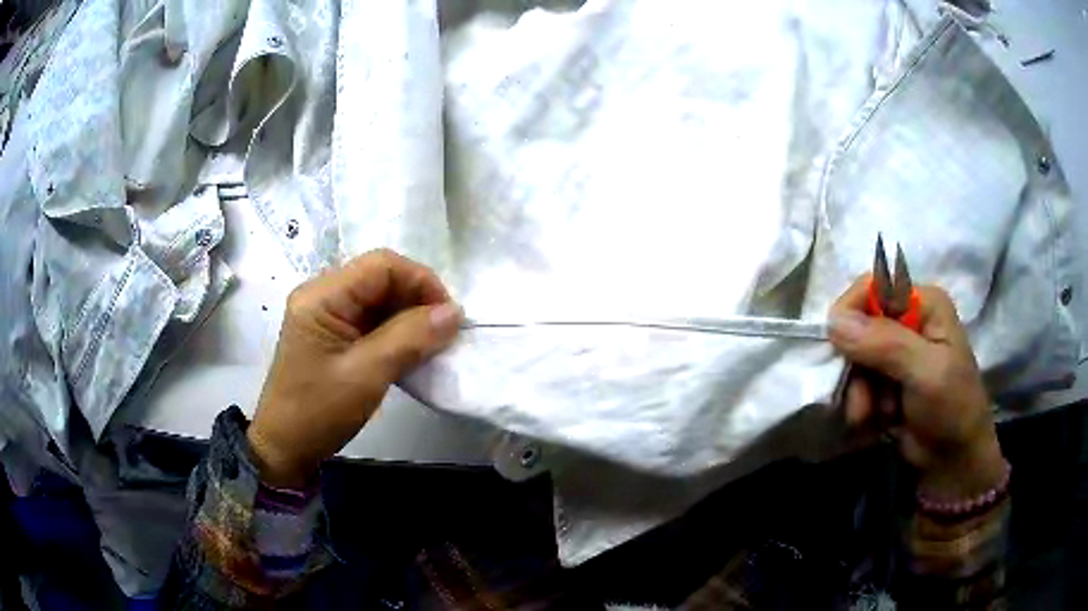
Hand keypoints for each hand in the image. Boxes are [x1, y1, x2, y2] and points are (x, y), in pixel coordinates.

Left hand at [247, 250, 462, 487]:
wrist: (285, 448)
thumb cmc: (318, 412)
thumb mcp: (366, 376)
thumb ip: (409, 338)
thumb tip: (454, 313)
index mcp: (322, 296)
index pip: (381, 266)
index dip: (421, 281)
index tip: (450, 316)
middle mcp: (323, 295)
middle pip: (380, 278)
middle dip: (417, 300)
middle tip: (445, 332)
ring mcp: (326, 314)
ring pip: (379, 299)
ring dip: (410, 317)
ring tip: (433, 343)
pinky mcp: (333, 334)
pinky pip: (372, 320)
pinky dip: (397, 332)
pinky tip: (412, 351)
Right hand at [829, 277, 1004, 500]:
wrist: (953, 461)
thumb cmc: (951, 409)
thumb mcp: (925, 373)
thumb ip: (885, 344)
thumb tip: (834, 321)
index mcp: (924, 304)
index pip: (874, 287)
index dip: (851, 312)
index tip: (838, 350)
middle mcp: (909, 320)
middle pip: (859, 325)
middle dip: (857, 366)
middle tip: (864, 400)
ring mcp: (897, 351)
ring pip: (855, 358)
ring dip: (860, 391)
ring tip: (876, 416)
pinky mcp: (888, 379)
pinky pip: (858, 381)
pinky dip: (862, 403)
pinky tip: (877, 421)